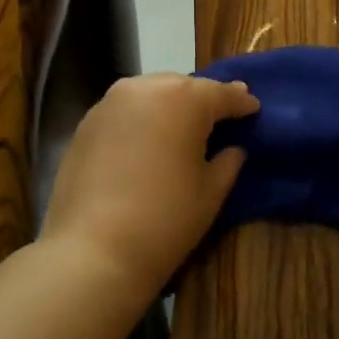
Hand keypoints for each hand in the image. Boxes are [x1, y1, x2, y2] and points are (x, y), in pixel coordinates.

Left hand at [41, 72, 258, 294]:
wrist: (92, 251)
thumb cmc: (166, 219)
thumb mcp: (211, 192)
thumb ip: (228, 161)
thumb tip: (232, 148)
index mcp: (184, 99)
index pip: (221, 94)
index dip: (241, 102)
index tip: (253, 108)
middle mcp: (145, 88)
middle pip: (183, 86)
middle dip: (203, 100)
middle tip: (220, 115)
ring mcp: (109, 103)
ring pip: (151, 94)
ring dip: (170, 105)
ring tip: (183, 126)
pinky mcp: (85, 124)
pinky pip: (125, 111)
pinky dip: (142, 119)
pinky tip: (148, 141)